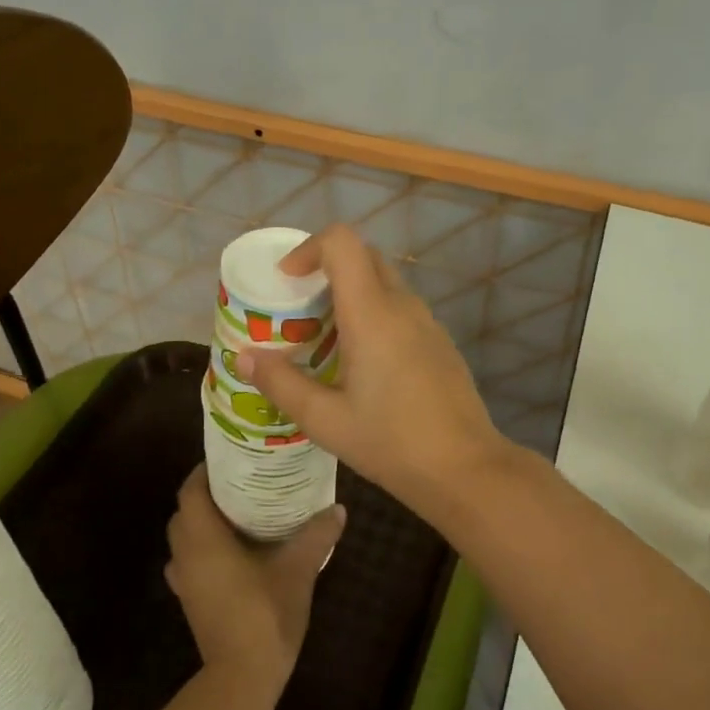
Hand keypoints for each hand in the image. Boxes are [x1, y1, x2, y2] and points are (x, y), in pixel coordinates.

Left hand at [164, 466, 343, 703]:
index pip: (190, 492)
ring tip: (241, 513)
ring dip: (204, 522)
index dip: (205, 472)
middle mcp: (186, 556)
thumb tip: (338, 508)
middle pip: (185, 512)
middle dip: (207, 494)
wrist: (243, 677)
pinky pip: (191, 562)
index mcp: (204, 540)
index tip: (232, 460)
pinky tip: (236, 553)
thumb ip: (317, 534)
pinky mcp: (191, 601)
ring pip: (185, 538)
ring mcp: (184, 582)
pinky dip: (205, 549)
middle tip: (243, 483)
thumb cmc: (265, 614)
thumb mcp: (299, 569)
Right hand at [235, 224, 513, 512]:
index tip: (286, 280)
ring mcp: (428, 322)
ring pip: (385, 283)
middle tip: (300, 308)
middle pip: (364, 256)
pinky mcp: (440, 342)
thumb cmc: (391, 443)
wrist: (465, 467)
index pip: (343, 242)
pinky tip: (363, 364)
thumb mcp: (325, 420)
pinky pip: (402, 309)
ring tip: (325, 339)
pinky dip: (375, 314)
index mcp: (372, 313)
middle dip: (327, 269)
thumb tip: (245, 357)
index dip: (309, 248)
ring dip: (352, 294)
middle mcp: (403, 305)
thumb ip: (281, 384)